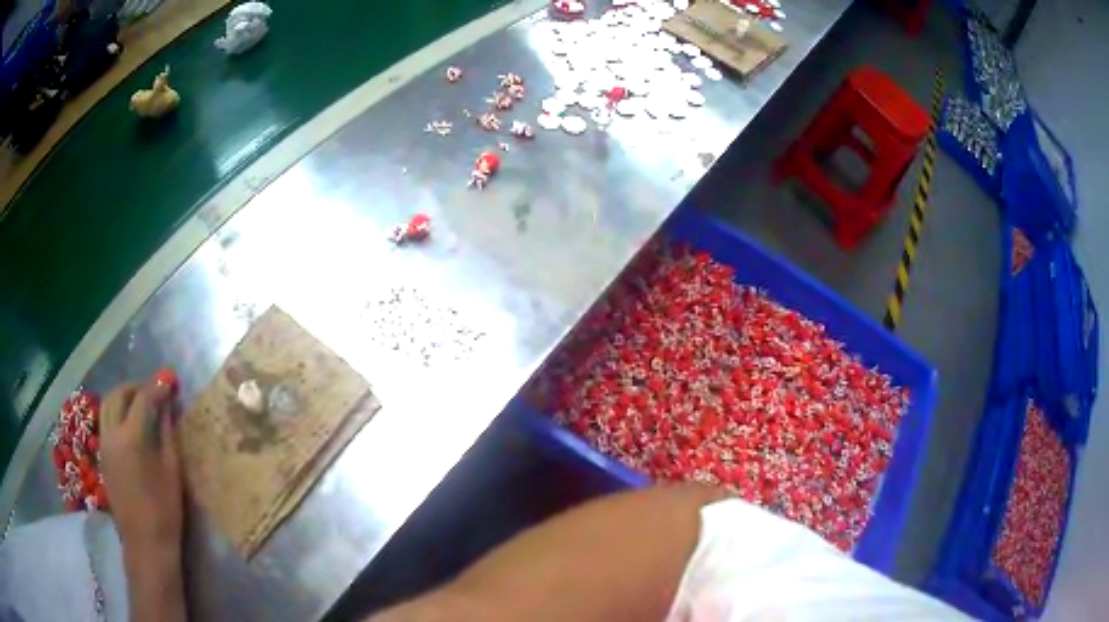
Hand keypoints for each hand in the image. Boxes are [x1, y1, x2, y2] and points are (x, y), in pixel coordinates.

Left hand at [100, 381, 183, 554]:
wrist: (146, 542)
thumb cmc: (164, 509)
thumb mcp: (172, 470)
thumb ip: (167, 433)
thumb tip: (167, 406)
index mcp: (131, 437)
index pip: (142, 398)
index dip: (157, 387)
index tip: (169, 381)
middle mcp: (112, 434)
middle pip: (118, 395)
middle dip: (135, 387)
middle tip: (153, 391)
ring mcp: (103, 445)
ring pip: (107, 405)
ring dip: (122, 397)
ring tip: (139, 404)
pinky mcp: (102, 456)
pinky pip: (105, 422)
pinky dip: (116, 413)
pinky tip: (130, 426)